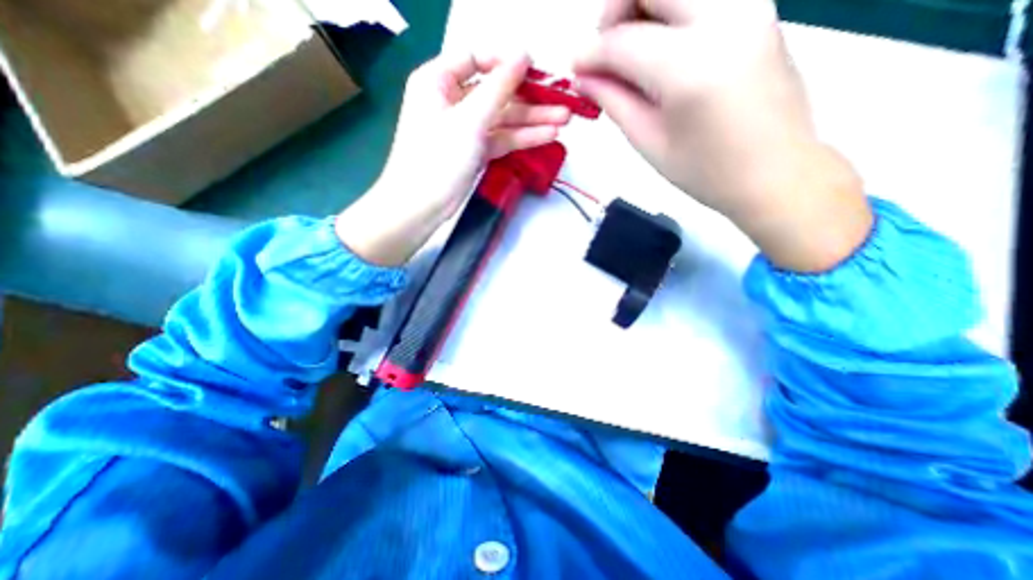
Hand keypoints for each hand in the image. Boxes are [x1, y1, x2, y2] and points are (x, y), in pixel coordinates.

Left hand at [340, 52, 573, 264]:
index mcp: (438, 81)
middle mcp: (452, 100)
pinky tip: (547, 136)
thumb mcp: (469, 120)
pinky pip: (501, 138)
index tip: (535, 71)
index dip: (506, 64)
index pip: (476, 59)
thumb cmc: (438, 159)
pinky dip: (522, 138)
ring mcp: (466, 129)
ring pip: (503, 118)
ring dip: (532, 120)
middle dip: (529, 97)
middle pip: (496, 92)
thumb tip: (523, 56)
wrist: (421, 206)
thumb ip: (498, 88)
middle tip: (562, 101)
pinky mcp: (475, 151)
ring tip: (564, 119)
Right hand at [577, 0, 864, 271]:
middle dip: (617, 7)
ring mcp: (749, 6)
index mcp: (689, 68)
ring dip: (645, 5)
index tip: (576, 67)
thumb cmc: (706, 171)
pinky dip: (671, 11)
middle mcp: (724, 19)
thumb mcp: (649, 142)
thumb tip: (584, 77)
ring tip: (633, 49)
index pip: (624, 41)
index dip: (591, 53)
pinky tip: (661, 48)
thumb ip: (614, 101)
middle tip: (607, 48)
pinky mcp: (759, 9)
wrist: (775, 171)